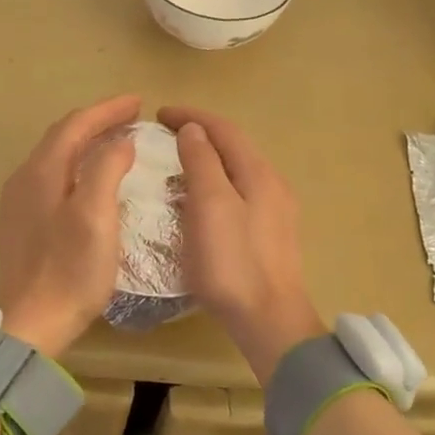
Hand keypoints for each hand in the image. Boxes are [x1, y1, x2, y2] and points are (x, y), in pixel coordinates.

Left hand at [0, 95, 141, 357]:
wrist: (31, 323)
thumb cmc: (70, 270)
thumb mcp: (96, 216)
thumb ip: (107, 169)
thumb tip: (120, 142)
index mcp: (41, 171)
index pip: (76, 124)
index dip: (107, 110)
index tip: (138, 102)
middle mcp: (24, 177)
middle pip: (62, 136)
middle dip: (96, 121)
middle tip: (130, 116)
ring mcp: (19, 201)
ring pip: (56, 156)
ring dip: (86, 141)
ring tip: (116, 140)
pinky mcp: (22, 222)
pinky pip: (52, 176)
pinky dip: (76, 164)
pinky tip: (91, 177)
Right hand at [157, 106, 325, 384]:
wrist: (270, 321)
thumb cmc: (233, 261)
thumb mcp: (210, 205)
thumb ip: (202, 161)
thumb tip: (193, 129)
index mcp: (258, 172)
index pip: (223, 129)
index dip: (191, 116)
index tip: (158, 114)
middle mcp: (272, 184)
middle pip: (233, 147)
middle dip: (199, 135)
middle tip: (164, 138)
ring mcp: (275, 211)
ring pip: (236, 172)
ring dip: (207, 161)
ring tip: (176, 168)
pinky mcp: (270, 235)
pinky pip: (238, 194)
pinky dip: (214, 186)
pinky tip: (198, 204)